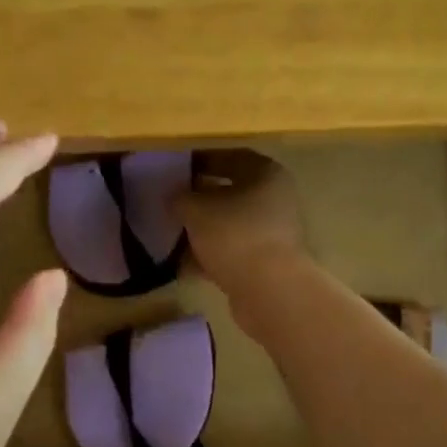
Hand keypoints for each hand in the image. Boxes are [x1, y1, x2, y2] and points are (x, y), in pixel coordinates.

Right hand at [176, 149, 308, 304]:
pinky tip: (183, 264)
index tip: (177, 169)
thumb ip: (180, 198)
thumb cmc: (234, 235)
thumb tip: (174, 197)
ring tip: (172, 234)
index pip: (231, 157)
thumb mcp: (196, 210)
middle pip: (231, 193)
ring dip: (203, 229)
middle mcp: (275, 199)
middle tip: (171, 202)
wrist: (268, 290)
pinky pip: (232, 251)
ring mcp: (273, 233)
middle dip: (199, 199)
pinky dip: (210, 255)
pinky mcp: (266, 263)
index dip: (202, 160)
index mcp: (266, 174)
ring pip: (230, 224)